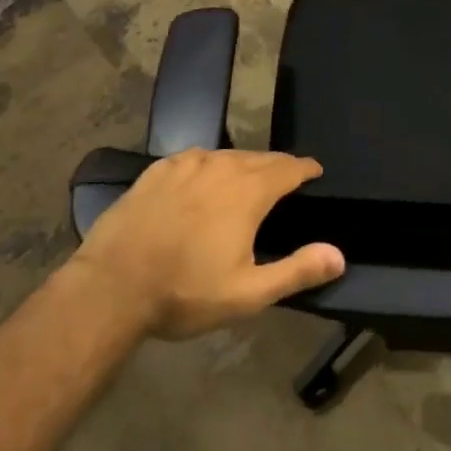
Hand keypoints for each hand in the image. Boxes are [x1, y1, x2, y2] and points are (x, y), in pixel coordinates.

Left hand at [75, 149, 343, 339]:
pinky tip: (203, 178)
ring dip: (243, 165)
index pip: (288, 167)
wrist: (110, 288)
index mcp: (248, 192)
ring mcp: (185, 165)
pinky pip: (194, 159)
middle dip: (277, 166)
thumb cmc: (184, 292)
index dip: (305, 168)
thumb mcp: (247, 294)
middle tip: (285, 179)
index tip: (315, 171)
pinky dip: (208, 166)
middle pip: (259, 158)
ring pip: (226, 156)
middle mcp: (221, 167)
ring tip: (247, 179)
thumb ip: (297, 271)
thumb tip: (339, 255)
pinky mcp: (156, 171)